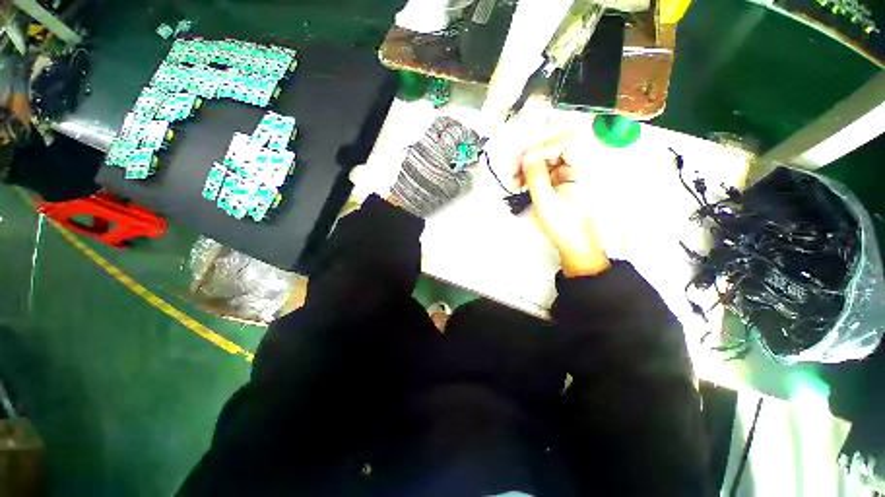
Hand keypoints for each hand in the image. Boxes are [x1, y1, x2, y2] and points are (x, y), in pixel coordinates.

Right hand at [515, 136, 609, 277]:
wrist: (574, 244)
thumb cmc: (564, 226)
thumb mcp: (546, 202)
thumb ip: (536, 176)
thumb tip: (526, 155)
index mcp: (585, 168)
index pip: (566, 140)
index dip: (542, 146)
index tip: (524, 161)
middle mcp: (581, 163)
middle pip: (555, 144)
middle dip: (532, 155)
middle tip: (515, 170)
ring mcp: (572, 170)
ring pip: (547, 155)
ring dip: (529, 165)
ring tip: (515, 181)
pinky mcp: (563, 177)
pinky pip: (545, 167)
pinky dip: (532, 173)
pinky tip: (521, 183)